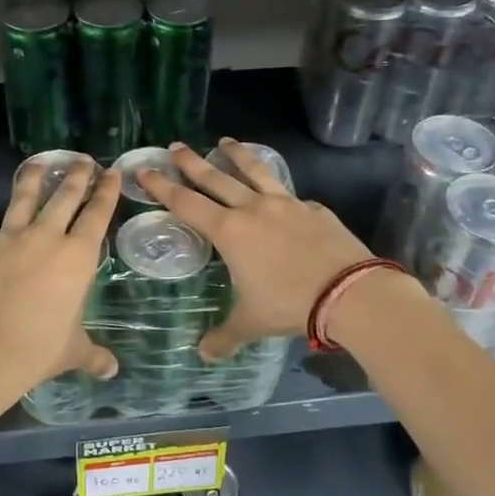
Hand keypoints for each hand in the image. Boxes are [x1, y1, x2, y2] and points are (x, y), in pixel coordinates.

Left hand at [0, 156, 120, 399]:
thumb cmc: (39, 350)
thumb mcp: (73, 352)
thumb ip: (94, 356)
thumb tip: (111, 370)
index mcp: (77, 257)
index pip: (97, 214)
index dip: (106, 192)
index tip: (111, 172)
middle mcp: (46, 238)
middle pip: (65, 197)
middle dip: (77, 176)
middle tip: (84, 160)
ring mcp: (10, 240)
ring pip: (26, 198)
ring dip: (37, 178)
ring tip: (42, 162)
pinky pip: (0, 230)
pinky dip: (8, 222)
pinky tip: (7, 227)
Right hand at [138, 139, 372, 359]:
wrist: (349, 291)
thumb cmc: (289, 303)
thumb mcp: (251, 322)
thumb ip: (225, 336)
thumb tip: (203, 354)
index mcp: (230, 231)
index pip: (187, 203)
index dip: (163, 186)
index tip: (146, 170)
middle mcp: (254, 209)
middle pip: (216, 178)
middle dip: (192, 162)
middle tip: (175, 145)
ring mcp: (286, 204)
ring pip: (255, 171)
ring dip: (237, 155)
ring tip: (226, 141)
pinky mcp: (314, 208)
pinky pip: (289, 193)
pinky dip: (277, 188)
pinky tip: (279, 193)